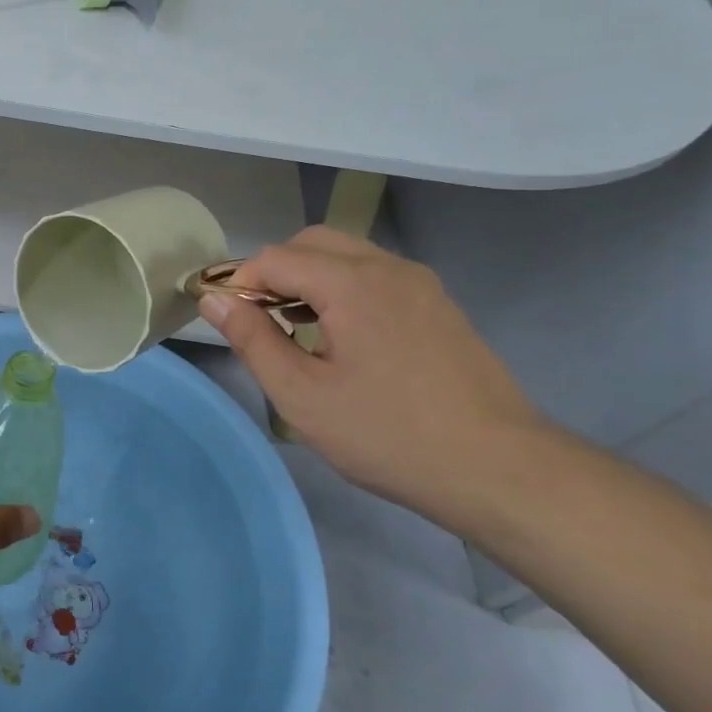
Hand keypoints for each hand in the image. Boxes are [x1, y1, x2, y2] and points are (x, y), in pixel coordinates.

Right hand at [199, 227, 546, 522]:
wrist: (498, 468)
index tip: (228, 321)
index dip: (241, 283)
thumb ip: (251, 339)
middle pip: (312, 243)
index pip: (275, 257)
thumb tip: (213, 299)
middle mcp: (387, 267)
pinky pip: (376, 276)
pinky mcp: (439, 305)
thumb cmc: (387, 434)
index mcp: (351, 283)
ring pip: (347, 255)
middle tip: (260, 322)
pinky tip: (342, 338)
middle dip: (275, 272)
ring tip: (296, 331)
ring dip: (309, 279)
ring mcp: (420, 283)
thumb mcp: (301, 395)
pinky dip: (344, 289)